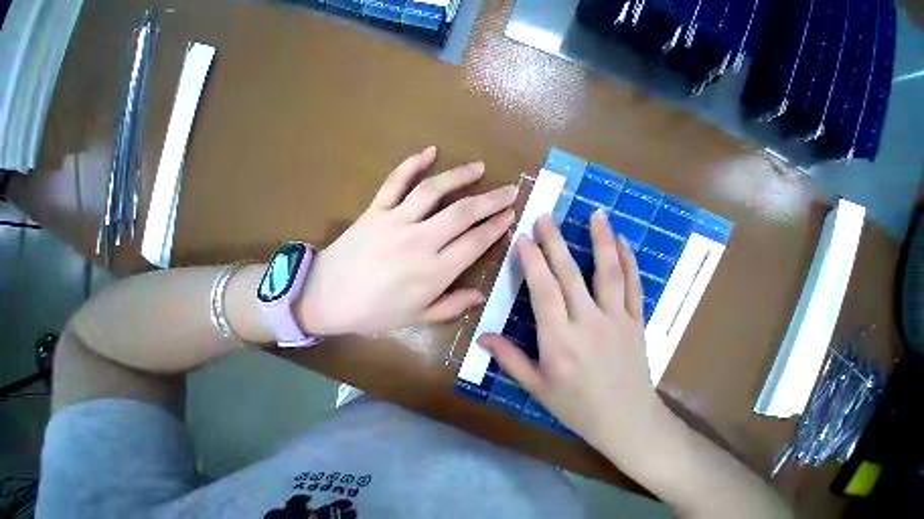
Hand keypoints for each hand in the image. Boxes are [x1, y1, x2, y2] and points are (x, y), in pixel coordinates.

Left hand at [296, 146, 516, 334]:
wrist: (324, 298)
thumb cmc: (375, 312)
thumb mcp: (417, 317)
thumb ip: (452, 306)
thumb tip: (481, 296)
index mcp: (434, 272)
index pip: (475, 242)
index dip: (496, 227)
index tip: (510, 215)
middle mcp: (420, 242)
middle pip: (463, 213)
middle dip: (491, 200)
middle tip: (509, 190)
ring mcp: (396, 222)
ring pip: (434, 191)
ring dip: (460, 176)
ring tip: (479, 167)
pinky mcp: (376, 210)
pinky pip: (396, 181)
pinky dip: (412, 163)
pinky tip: (430, 151)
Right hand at [478, 211, 667, 458]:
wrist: (631, 426)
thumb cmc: (577, 407)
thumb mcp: (537, 387)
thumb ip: (509, 359)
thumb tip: (481, 337)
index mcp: (559, 341)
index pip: (543, 291)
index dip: (533, 262)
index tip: (523, 238)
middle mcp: (588, 324)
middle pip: (570, 275)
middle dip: (555, 243)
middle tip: (546, 217)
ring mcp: (617, 320)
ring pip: (608, 273)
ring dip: (601, 241)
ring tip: (596, 214)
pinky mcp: (637, 321)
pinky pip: (634, 286)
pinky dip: (629, 261)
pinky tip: (622, 241)